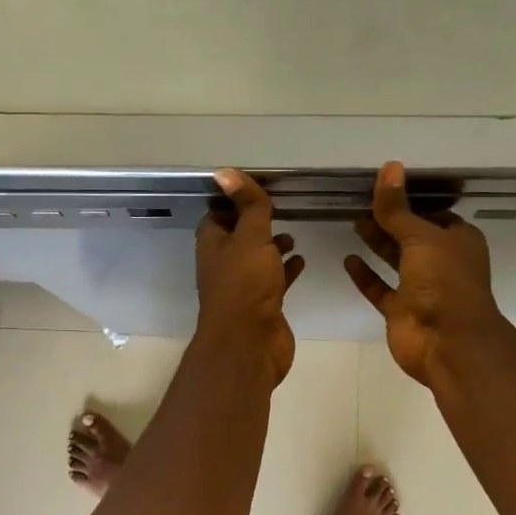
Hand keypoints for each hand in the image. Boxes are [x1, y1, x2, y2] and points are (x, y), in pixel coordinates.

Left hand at [196, 167, 304, 383]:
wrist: (250, 343)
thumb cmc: (246, 285)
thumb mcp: (250, 237)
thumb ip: (247, 206)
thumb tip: (224, 171)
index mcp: (214, 244)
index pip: (219, 213)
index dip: (235, 199)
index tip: (258, 186)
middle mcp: (224, 263)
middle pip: (239, 236)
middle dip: (256, 223)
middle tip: (280, 206)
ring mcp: (244, 286)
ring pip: (258, 258)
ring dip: (272, 246)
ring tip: (293, 231)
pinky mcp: (263, 304)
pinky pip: (275, 279)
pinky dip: (286, 269)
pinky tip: (302, 259)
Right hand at [346, 161, 504, 386]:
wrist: (447, 343)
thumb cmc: (444, 282)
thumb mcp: (421, 237)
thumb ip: (398, 208)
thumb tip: (389, 167)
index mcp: (458, 241)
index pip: (434, 213)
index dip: (412, 201)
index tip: (385, 187)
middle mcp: (441, 262)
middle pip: (412, 235)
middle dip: (390, 220)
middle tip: (361, 202)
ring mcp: (421, 288)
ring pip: (396, 260)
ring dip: (377, 243)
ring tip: (353, 222)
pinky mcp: (401, 310)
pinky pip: (380, 288)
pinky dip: (366, 275)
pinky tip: (348, 259)